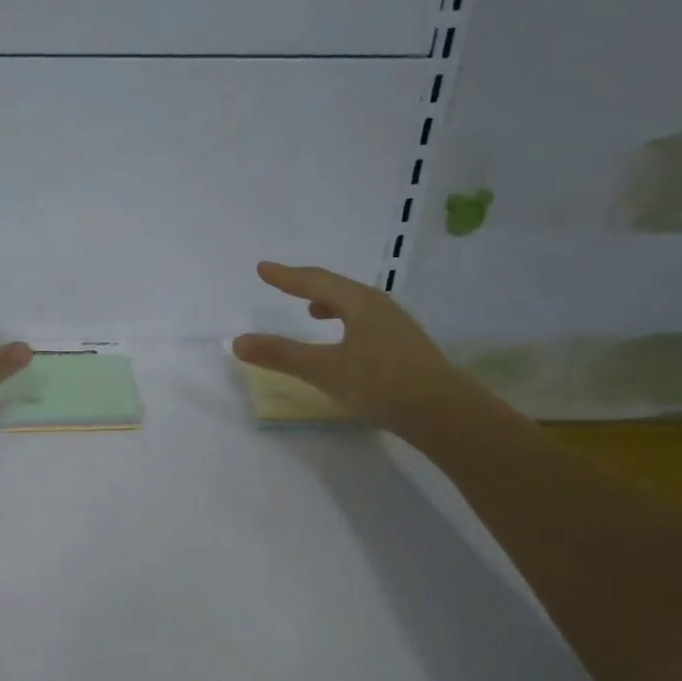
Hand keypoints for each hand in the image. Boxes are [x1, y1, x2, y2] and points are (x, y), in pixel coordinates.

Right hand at [232, 262, 469, 428]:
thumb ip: (282, 354)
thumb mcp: (324, 369)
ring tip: (313, 312)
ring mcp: (396, 327)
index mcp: (359, 303)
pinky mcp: (405, 348)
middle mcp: (380, 307)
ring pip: (356, 306)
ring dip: (330, 305)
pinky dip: (346, 324)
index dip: (286, 276)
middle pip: (338, 289)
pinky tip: (345, 344)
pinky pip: (367, 324)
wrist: (443, 412)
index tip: (263, 268)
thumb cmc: (380, 383)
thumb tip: (238, 341)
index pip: (315, 282)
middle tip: (286, 284)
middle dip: (309, 286)